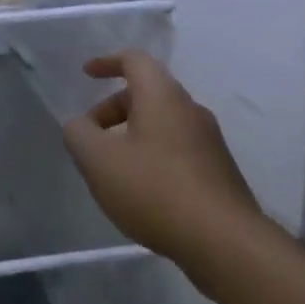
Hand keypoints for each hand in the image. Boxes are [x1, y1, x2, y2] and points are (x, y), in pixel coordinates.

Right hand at [61, 51, 262, 267]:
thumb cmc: (155, 189)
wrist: (226, 244)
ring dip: (133, 134)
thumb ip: (78, 134)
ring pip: (163, 123)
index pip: (135, 60)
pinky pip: (178, 149)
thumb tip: (79, 125)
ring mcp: (210, 142)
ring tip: (113, 167)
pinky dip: (153, 156)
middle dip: (113, 108)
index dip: (107, 62)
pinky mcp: (219, 172)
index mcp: (162, 96)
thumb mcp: (98, 160)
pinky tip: (143, 190)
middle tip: (91, 136)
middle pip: (147, 93)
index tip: (86, 74)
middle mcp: (190, 110)